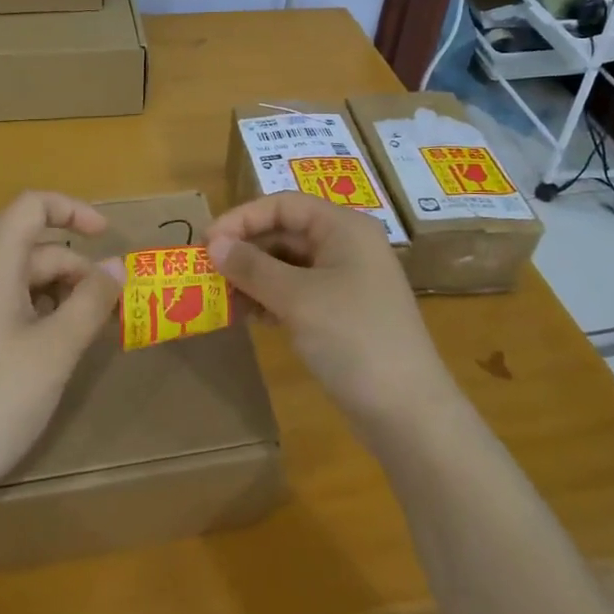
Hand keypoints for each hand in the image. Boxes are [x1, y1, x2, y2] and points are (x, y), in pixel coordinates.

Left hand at [0, 192, 122, 504]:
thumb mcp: (56, 350)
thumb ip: (91, 300)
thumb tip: (117, 264)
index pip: (32, 206)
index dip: (74, 210)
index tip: (108, 238)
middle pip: (32, 249)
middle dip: (76, 272)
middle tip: (110, 313)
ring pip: (20, 280)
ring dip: (60, 297)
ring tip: (87, 336)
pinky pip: (3, 305)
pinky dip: (36, 314)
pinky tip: (53, 351)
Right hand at [206, 192, 450, 422]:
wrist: (407, 409)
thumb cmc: (352, 338)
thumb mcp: (296, 298)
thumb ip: (252, 267)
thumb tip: (215, 244)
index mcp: (344, 228)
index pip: (284, 205)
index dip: (242, 218)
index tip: (206, 242)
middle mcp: (347, 246)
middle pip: (286, 232)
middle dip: (246, 249)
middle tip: (207, 272)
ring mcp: (347, 280)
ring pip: (290, 264)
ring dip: (255, 276)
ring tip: (222, 297)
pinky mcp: (344, 313)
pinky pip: (299, 292)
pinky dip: (272, 298)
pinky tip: (249, 316)